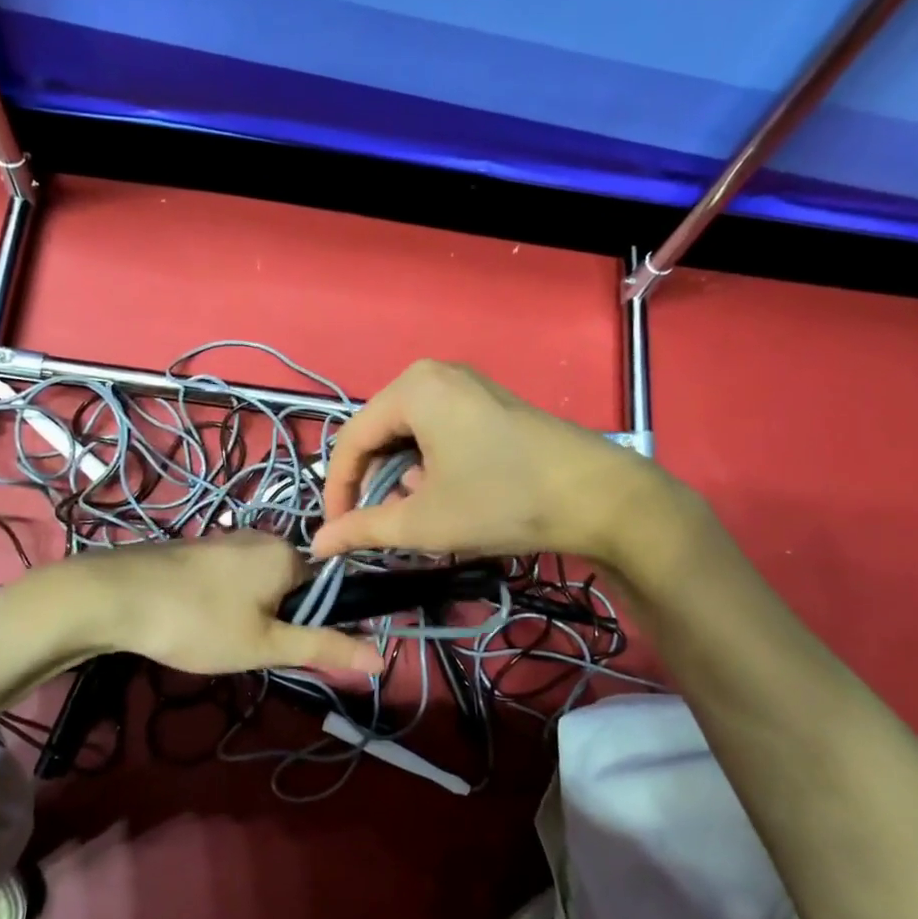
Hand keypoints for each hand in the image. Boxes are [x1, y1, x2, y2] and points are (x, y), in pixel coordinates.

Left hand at [49, 532, 384, 675]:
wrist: (113, 597)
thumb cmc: (198, 622)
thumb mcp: (265, 645)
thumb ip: (323, 648)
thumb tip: (381, 657)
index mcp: (288, 554)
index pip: (329, 588)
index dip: (318, 623)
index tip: (292, 651)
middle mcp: (263, 537)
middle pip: (295, 585)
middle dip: (281, 620)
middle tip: (252, 650)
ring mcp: (227, 539)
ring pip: (261, 583)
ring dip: (253, 614)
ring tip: (222, 640)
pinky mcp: (199, 549)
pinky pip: (233, 578)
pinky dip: (228, 602)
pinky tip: (200, 623)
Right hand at [310, 360, 668, 563]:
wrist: (598, 496)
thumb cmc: (501, 501)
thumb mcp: (424, 521)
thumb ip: (363, 529)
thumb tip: (319, 544)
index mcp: (412, 389)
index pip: (351, 440)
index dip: (338, 490)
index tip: (337, 532)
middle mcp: (435, 375)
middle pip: (380, 433)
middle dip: (372, 483)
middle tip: (375, 525)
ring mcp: (468, 386)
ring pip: (410, 435)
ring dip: (401, 477)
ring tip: (414, 514)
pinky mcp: (491, 404)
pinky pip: (439, 431)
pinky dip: (430, 465)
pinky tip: (445, 494)